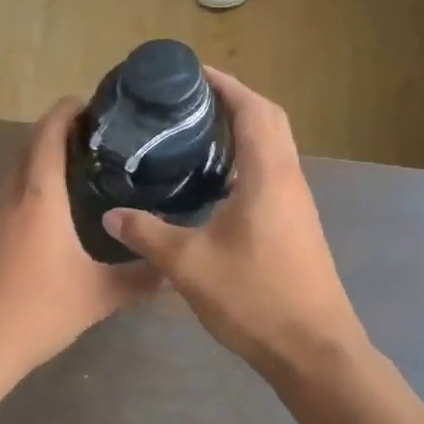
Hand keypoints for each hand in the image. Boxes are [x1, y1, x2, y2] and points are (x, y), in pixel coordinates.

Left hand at [0, 98, 160, 381]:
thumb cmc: (37, 310)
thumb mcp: (98, 296)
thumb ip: (139, 280)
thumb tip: (173, 271)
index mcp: (39, 196)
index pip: (48, 133)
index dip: (67, 111)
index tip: (92, 104)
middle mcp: (12, 194)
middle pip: (30, 144)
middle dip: (59, 130)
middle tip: (98, 136)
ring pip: (17, 167)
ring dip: (42, 155)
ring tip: (81, 165)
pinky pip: (10, 191)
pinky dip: (31, 181)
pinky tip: (53, 208)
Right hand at [102, 69, 361, 372]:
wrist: (313, 350)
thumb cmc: (254, 297)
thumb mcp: (188, 264)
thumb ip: (147, 234)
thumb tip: (111, 214)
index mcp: (268, 174)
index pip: (252, 109)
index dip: (225, 84)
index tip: (191, 73)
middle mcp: (288, 178)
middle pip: (269, 119)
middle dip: (233, 99)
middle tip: (190, 100)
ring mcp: (296, 202)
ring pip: (274, 145)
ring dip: (243, 128)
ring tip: (196, 131)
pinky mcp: (295, 223)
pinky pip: (272, 170)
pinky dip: (247, 158)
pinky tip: (213, 180)